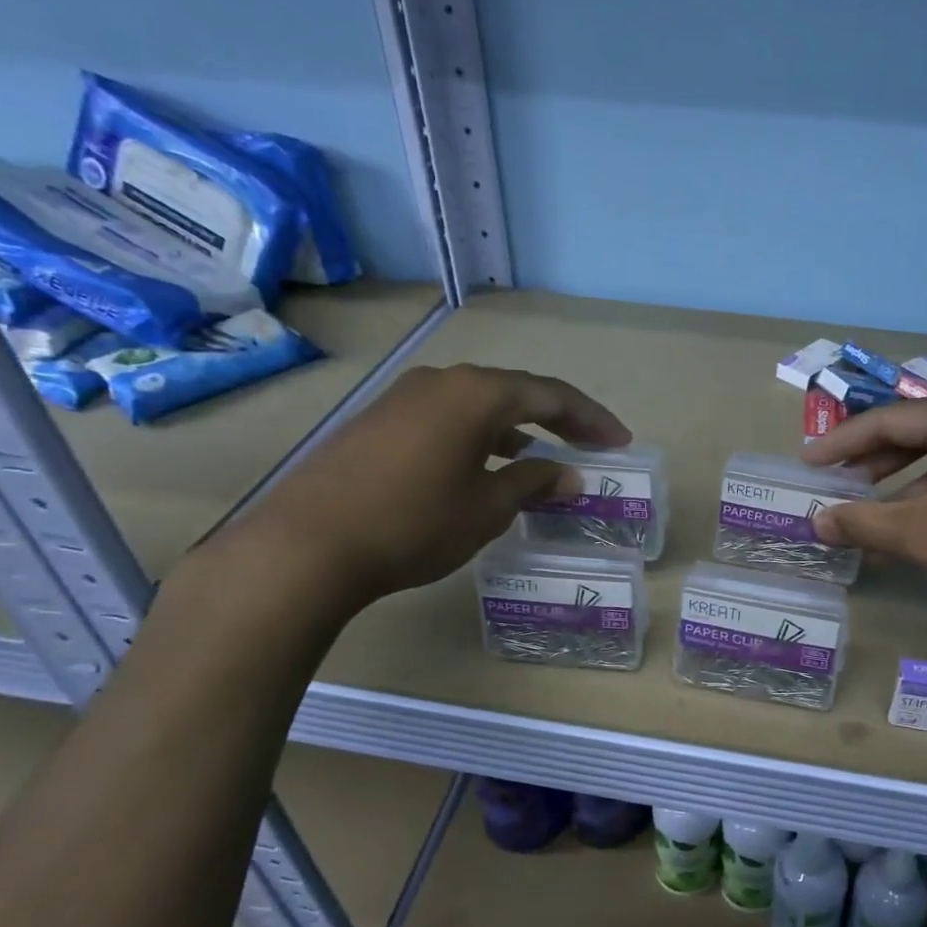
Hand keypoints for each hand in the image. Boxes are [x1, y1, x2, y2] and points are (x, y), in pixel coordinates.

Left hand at [209, 363, 629, 615]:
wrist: (306, 544)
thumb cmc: (414, 523)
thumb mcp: (487, 508)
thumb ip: (535, 483)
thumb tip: (569, 475)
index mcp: (478, 394)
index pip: (552, 395)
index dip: (592, 419)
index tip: (620, 442)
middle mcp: (442, 381)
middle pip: (515, 392)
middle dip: (558, 419)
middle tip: (589, 444)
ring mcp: (404, 397)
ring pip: (478, 404)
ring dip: (516, 428)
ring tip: (541, 457)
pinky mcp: (378, 420)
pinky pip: (446, 417)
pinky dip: (478, 435)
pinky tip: (482, 464)